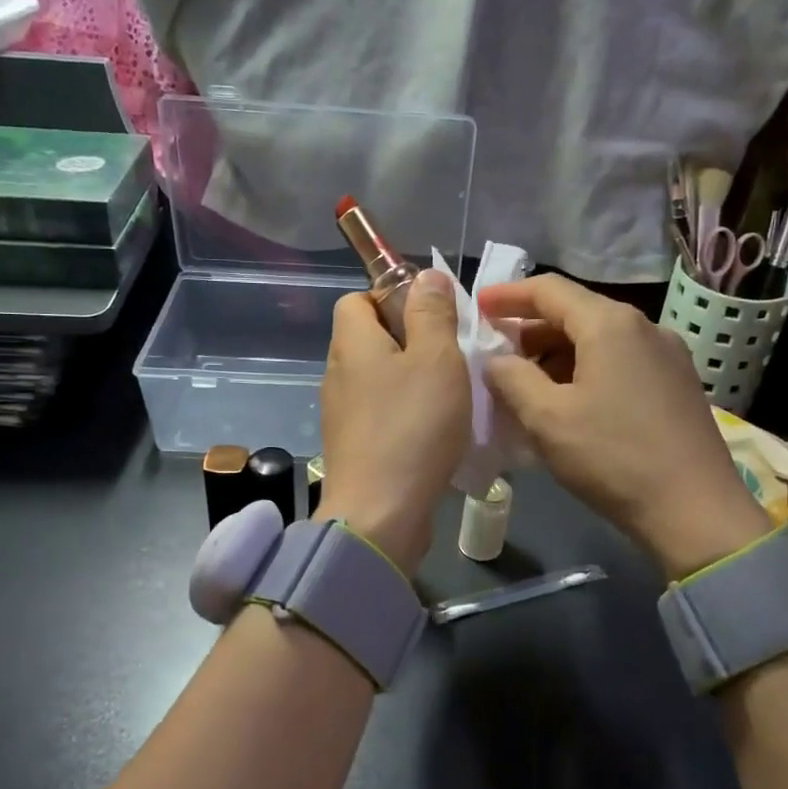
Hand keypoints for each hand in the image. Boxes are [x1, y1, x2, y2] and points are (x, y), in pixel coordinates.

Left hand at [317, 270, 470, 575]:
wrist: (380, 513)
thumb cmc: (413, 426)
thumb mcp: (436, 359)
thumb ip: (432, 314)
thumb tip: (424, 275)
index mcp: (351, 343)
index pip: (356, 299)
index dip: (391, 298)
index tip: (430, 318)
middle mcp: (337, 373)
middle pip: (369, 338)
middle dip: (410, 340)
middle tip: (450, 356)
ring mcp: (341, 413)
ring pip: (377, 378)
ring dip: (411, 380)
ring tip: (449, 395)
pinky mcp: (353, 446)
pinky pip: (380, 413)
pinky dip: (404, 413)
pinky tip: (434, 431)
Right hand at [479, 274, 771, 578]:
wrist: (696, 510)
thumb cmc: (613, 458)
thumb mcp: (547, 418)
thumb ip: (511, 378)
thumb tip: (496, 360)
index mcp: (610, 324)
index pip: (549, 290)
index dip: (508, 295)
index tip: (477, 306)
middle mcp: (644, 327)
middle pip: (576, 313)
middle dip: (531, 331)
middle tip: (496, 355)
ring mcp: (667, 355)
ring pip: (599, 340)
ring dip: (558, 355)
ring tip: (526, 384)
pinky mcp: (678, 384)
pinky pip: (621, 362)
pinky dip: (586, 370)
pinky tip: (569, 402)